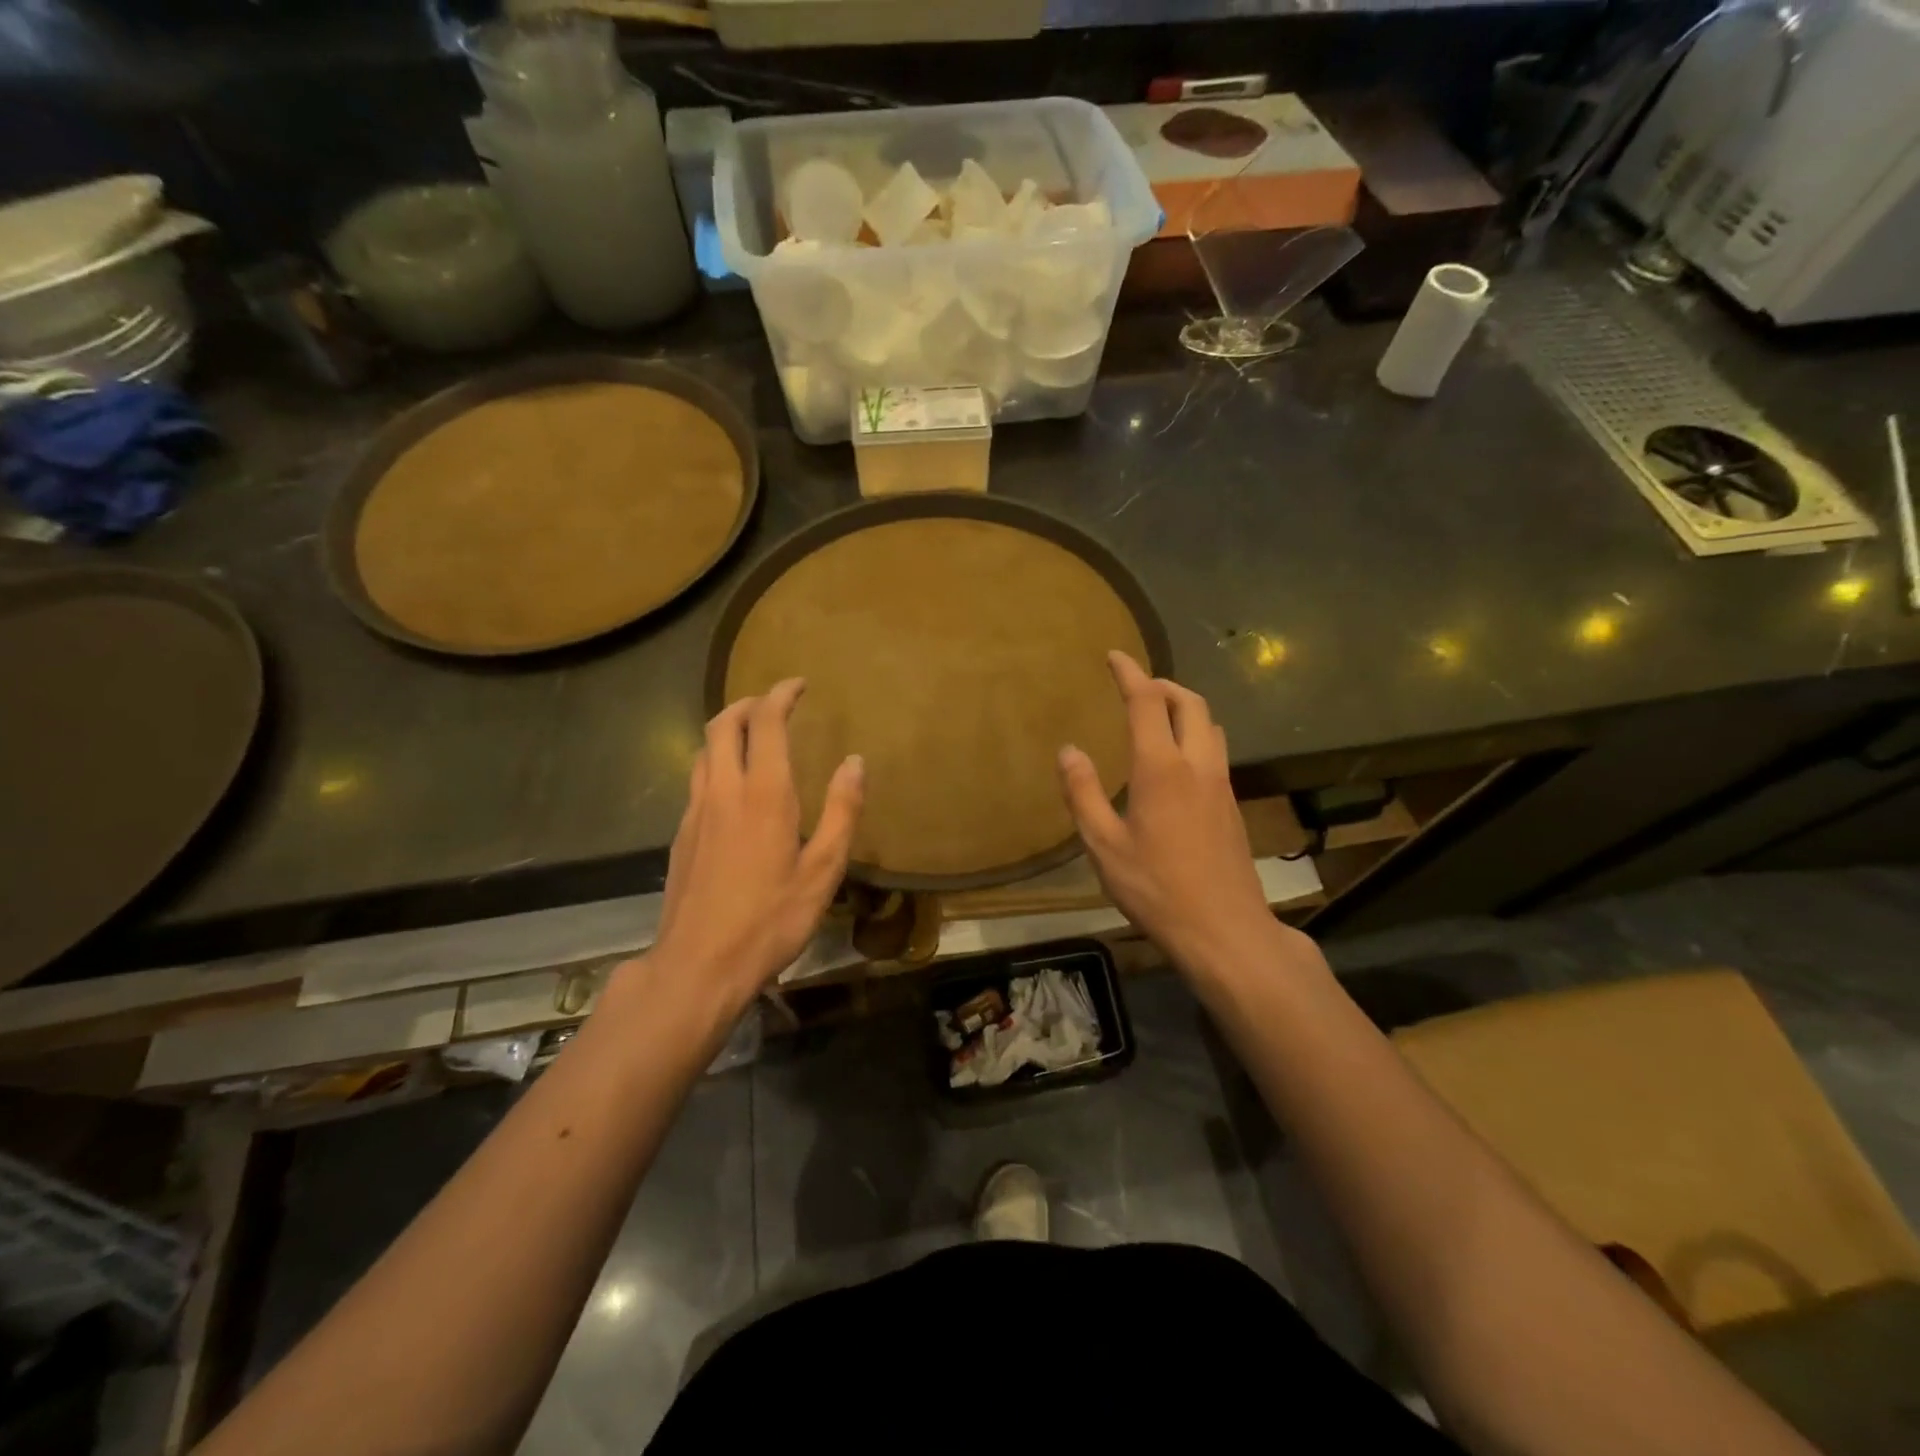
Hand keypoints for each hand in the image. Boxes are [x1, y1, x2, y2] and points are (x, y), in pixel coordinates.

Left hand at [643, 679, 863, 1012]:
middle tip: (773, 703)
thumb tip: (856, 762)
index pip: (765, 723)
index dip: (780, 695)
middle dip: (747, 703)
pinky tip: (732, 788)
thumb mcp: (823, 870)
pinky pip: (697, 779)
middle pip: (722, 725)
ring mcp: (695, 812)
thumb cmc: (770, 919)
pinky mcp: (680, 835)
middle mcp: (723, 791)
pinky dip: (716, 762)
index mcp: (763, 794)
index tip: (798, 684)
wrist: (698, 965)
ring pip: (703, 751)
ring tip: (752, 737)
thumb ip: (842, 811)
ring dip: (726, 730)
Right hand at [1058, 652, 1290, 981]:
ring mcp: (1221, 784)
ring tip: (1158, 717)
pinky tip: (1177, 762)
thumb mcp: (1104, 845)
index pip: (1147, 702)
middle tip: (1137, 686)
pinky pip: (1215, 751)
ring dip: (1185, 707)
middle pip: (1190, 702)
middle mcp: (1197, 765)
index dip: (1130, 673)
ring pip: (1209, 725)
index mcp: (1161, 768)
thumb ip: (1083, 793)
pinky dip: (1195, 734)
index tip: (1114, 656)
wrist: (1224, 929)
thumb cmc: (1156, 888)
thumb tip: (1069, 750)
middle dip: (1163, 684)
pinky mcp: (1232, 805)